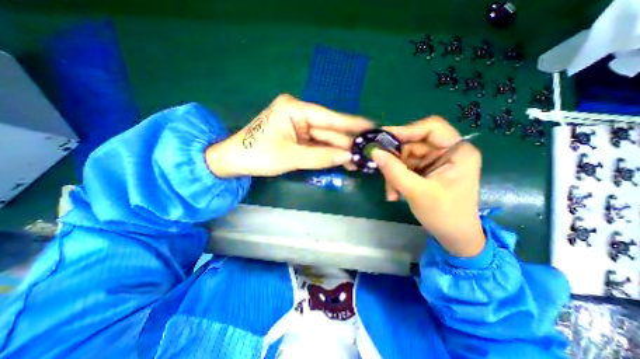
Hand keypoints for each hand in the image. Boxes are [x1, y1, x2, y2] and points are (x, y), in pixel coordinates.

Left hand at [205, 94, 376, 177]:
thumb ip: (320, 156)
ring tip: (357, 160)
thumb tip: (347, 156)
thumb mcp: (290, 156)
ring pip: (324, 138)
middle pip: (328, 129)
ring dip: (339, 150)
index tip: (371, 126)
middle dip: (346, 142)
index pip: (328, 117)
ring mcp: (298, 125)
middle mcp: (298, 113)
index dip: (351, 123)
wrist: (234, 161)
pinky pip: (316, 144)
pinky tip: (342, 160)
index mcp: (294, 109)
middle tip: (365, 152)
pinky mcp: (297, 136)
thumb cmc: (257, 155)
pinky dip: (328, 153)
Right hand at [370, 118, 485, 258]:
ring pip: (405, 157)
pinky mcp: (425, 170)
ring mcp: (434, 161)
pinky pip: (404, 167)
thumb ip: (394, 171)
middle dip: (396, 159)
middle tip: (381, 169)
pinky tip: (394, 193)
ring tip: (391, 191)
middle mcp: (446, 152)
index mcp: (457, 152)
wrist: (454, 236)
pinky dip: (396, 178)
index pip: (431, 128)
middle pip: (413, 144)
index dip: (406, 130)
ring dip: (394, 173)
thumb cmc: (444, 215)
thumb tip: (374, 152)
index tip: (383, 137)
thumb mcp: (417, 192)